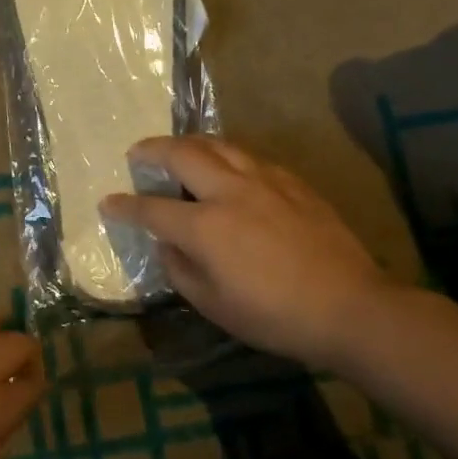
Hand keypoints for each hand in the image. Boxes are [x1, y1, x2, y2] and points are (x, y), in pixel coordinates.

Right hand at [100, 136, 399, 366]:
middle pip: (183, 154)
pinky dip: (227, 155)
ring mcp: (265, 181)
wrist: (349, 306)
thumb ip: (181, 270)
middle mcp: (230, 191)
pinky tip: (229, 168)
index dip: (125, 206)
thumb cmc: (274, 316)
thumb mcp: (214, 305)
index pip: (152, 208)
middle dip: (152, 150)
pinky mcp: (293, 182)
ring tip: (179, 149)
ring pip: (220, 144)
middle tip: (138, 152)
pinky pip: (250, 157)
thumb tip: (167, 245)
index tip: (108, 202)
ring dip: (191, 143)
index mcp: (205, 226)